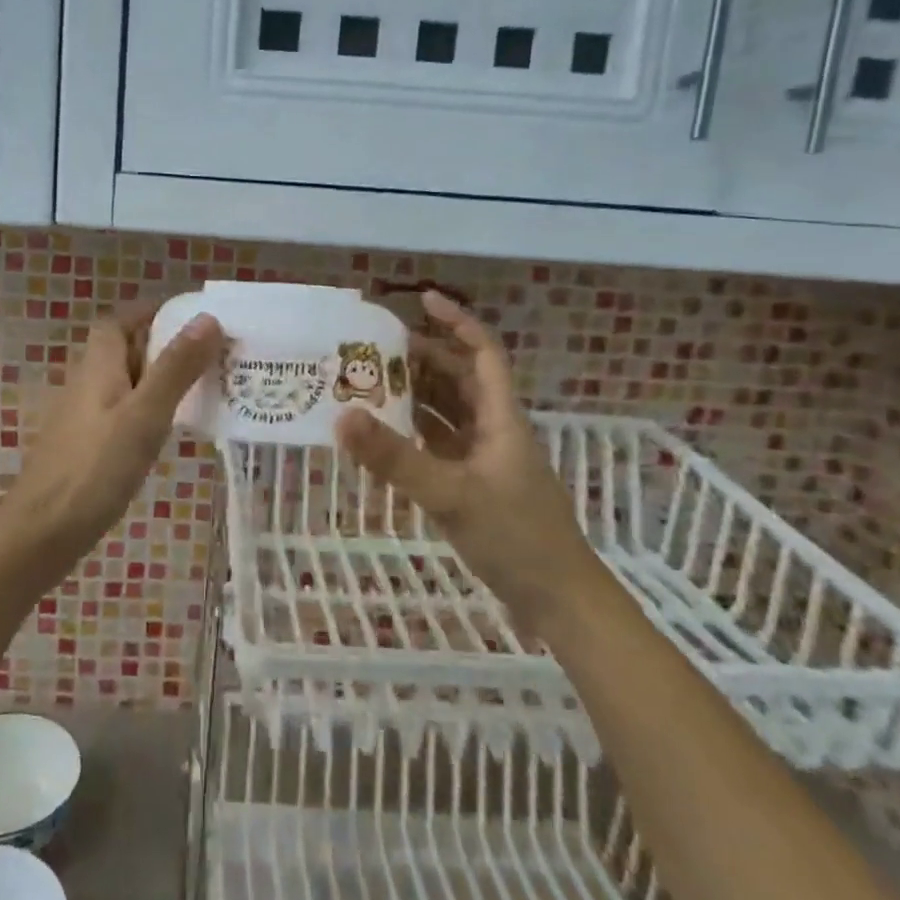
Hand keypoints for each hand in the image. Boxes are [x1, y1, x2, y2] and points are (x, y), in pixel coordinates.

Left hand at [0, 305, 223, 567]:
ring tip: (201, 389)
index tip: (190, 317)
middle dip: (162, 346)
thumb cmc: (94, 469)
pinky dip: (146, 412)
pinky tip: (167, 432)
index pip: (118, 322)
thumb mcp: (144, 415)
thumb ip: (175, 368)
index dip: (149, 313)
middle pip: (122, 351)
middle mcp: (85, 385)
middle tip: (209, 355)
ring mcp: (82, 419)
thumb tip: (206, 319)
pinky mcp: (84, 449)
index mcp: (97, 367)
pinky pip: (120, 415)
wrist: (40, 534)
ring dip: (157, 381)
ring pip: (124, 385)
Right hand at [336, 291, 603, 622]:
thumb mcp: (451, 494)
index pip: (482, 353)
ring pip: (448, 412)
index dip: (456, 322)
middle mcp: (493, 430)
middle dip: (424, 356)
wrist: (557, 600)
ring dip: (416, 394)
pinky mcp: (473, 486)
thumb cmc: (515, 536)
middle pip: (460, 378)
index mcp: (501, 418)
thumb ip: (395, 458)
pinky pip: (440, 444)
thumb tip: (342, 416)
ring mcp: (484, 459)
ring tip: (372, 381)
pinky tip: (386, 434)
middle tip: (376, 346)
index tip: (422, 300)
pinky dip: (415, 433)